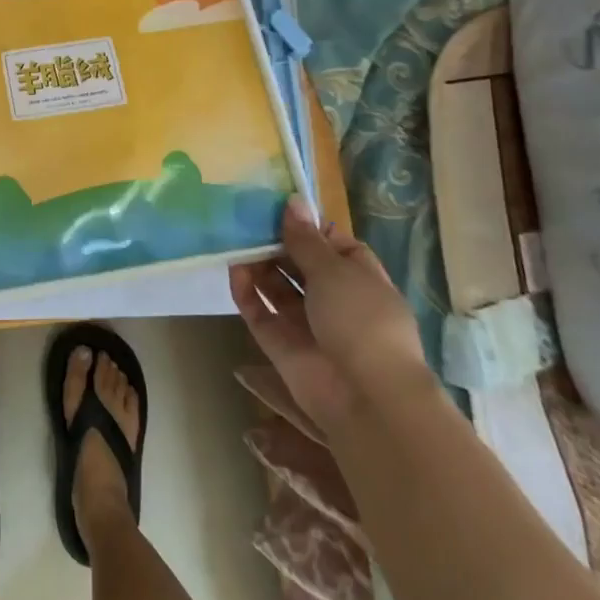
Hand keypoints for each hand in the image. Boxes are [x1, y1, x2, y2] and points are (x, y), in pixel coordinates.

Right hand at [230, 199, 434, 435]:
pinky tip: (234, 269)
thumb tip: (294, 202)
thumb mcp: (335, 270)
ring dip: (258, 263)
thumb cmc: (361, 321)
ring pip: (276, 285)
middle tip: (246, 218)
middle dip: (276, 242)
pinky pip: (258, 310)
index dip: (309, 226)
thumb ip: (306, 239)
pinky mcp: (280, 342)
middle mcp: (333, 298)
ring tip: (235, 238)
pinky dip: (245, 291)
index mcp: (360, 278)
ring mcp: (306, 322)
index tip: (279, 208)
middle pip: (299, 263)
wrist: (365, 397)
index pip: (333, 244)